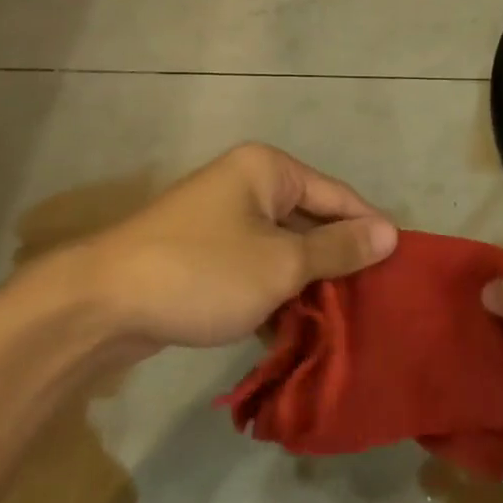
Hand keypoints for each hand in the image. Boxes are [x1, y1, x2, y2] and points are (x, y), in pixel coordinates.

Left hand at [34, 144, 397, 352]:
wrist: (102, 304)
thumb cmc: (203, 271)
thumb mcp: (281, 264)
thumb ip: (337, 249)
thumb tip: (390, 232)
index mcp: (268, 170)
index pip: (337, 195)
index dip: (369, 230)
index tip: (400, 268)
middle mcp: (247, 184)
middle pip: (310, 222)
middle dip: (337, 263)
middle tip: (373, 303)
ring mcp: (222, 220)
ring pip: (283, 250)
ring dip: (305, 285)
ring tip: (340, 324)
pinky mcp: (205, 255)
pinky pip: (255, 268)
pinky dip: (273, 295)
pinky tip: (292, 332)